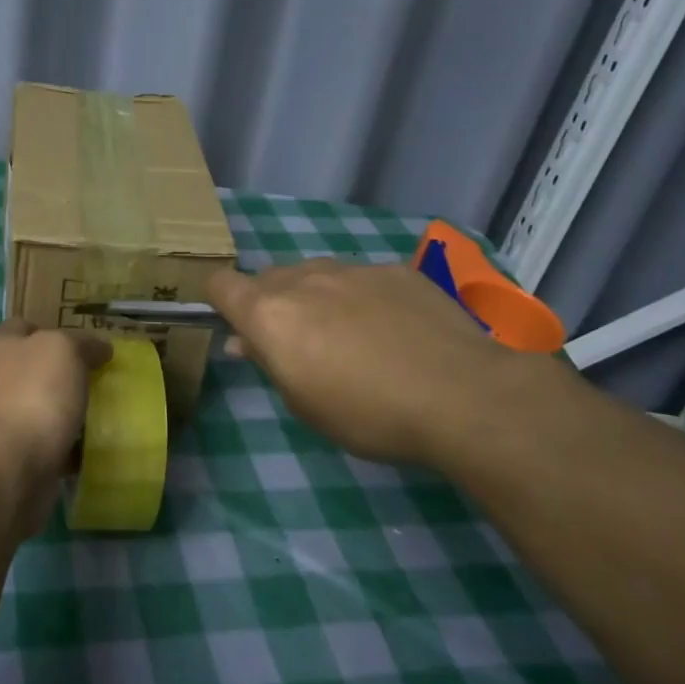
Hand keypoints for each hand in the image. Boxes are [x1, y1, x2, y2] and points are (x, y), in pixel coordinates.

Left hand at [0, 319, 110, 529]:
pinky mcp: (11, 454)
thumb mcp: (64, 348)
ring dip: (66, 411)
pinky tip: (88, 447)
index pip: (25, 326)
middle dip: (64, 374)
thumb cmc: (34, 394)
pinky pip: (45, 442)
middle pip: (33, 367)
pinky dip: (65, 444)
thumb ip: (83, 342)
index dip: (56, 331)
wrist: (10, 465)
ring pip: (40, 405)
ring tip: (100, 414)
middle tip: (98, 380)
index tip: (87, 346)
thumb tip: (100, 348)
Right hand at [207, 259, 524, 464]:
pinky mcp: (397, 270)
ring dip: (318, 298)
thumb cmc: (369, 414)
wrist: (464, 394)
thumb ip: (269, 362)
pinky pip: (363, 278)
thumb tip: (245, 340)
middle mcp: (304, 279)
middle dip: (273, 305)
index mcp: (270, 313)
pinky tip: (397, 331)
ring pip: (317, 275)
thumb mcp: (305, 404)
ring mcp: (353, 269)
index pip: (221, 285)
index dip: (222, 302)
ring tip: (352, 337)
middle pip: (269, 279)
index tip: (238, 329)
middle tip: (300, 346)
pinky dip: (364, 298)